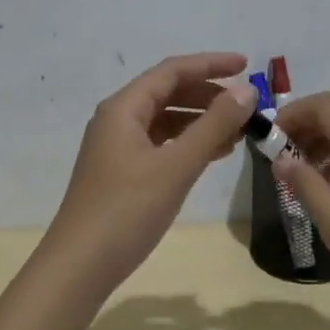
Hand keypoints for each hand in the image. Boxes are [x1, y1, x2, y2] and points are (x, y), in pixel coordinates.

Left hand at [47, 53, 257, 289]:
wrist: (81, 264)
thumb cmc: (127, 209)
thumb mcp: (176, 165)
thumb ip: (213, 125)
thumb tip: (247, 90)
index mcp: (123, 108)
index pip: (171, 71)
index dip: (210, 64)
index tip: (248, 66)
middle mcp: (117, 120)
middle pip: (167, 93)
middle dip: (208, 94)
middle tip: (247, 105)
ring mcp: (117, 148)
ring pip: (165, 121)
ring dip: (200, 121)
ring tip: (238, 131)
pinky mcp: (121, 173)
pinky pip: (160, 145)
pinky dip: (187, 144)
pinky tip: (213, 154)